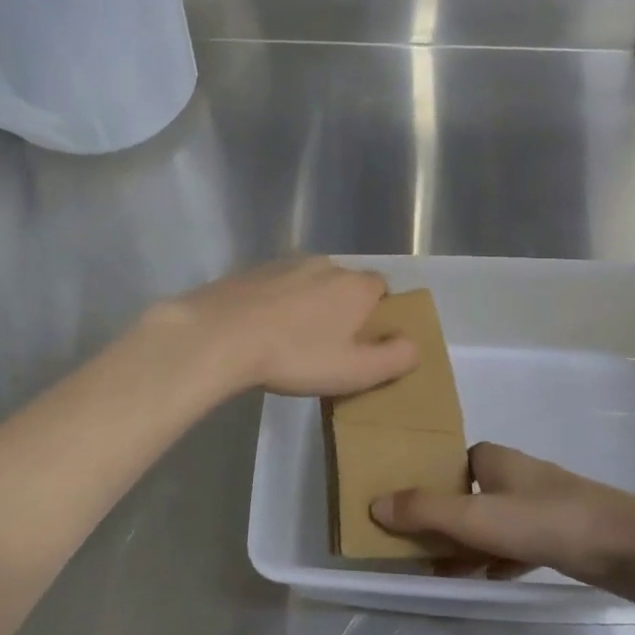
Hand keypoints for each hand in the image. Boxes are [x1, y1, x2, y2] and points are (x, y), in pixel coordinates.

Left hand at [145, 257, 419, 397]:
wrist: (221, 335)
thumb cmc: (296, 355)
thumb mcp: (355, 371)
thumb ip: (394, 358)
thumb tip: (414, 346)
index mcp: (354, 285)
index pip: (382, 287)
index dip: (379, 311)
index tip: (366, 339)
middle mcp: (325, 265)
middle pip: (345, 284)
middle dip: (343, 308)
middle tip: (330, 345)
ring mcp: (284, 264)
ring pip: (309, 283)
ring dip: (309, 305)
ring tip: (293, 340)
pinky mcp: (250, 272)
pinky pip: (276, 287)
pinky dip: (277, 303)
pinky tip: (262, 331)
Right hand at [371, 443, 634, 601]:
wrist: (631, 546)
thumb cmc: (550, 520)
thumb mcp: (480, 517)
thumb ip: (427, 511)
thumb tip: (374, 504)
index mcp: (495, 459)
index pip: (450, 463)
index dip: (425, 483)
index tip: (402, 510)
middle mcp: (516, 475)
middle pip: (467, 494)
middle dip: (442, 520)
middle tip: (414, 549)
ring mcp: (541, 505)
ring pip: (491, 522)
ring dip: (467, 545)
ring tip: (439, 571)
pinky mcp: (560, 534)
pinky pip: (516, 544)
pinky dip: (497, 559)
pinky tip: (487, 578)